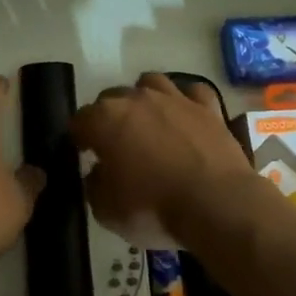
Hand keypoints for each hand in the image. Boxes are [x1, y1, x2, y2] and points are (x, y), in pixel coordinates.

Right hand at [72, 72, 260, 245]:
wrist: (217, 205)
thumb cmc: (154, 209)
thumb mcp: (107, 211)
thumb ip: (94, 185)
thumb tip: (97, 172)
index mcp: (105, 120)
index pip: (79, 120)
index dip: (79, 138)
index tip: (84, 154)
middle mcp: (136, 99)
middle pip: (112, 98)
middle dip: (109, 117)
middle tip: (116, 145)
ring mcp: (174, 98)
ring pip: (151, 84)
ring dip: (144, 99)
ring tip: (149, 122)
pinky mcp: (207, 107)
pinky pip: (192, 92)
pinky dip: (186, 101)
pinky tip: (186, 116)